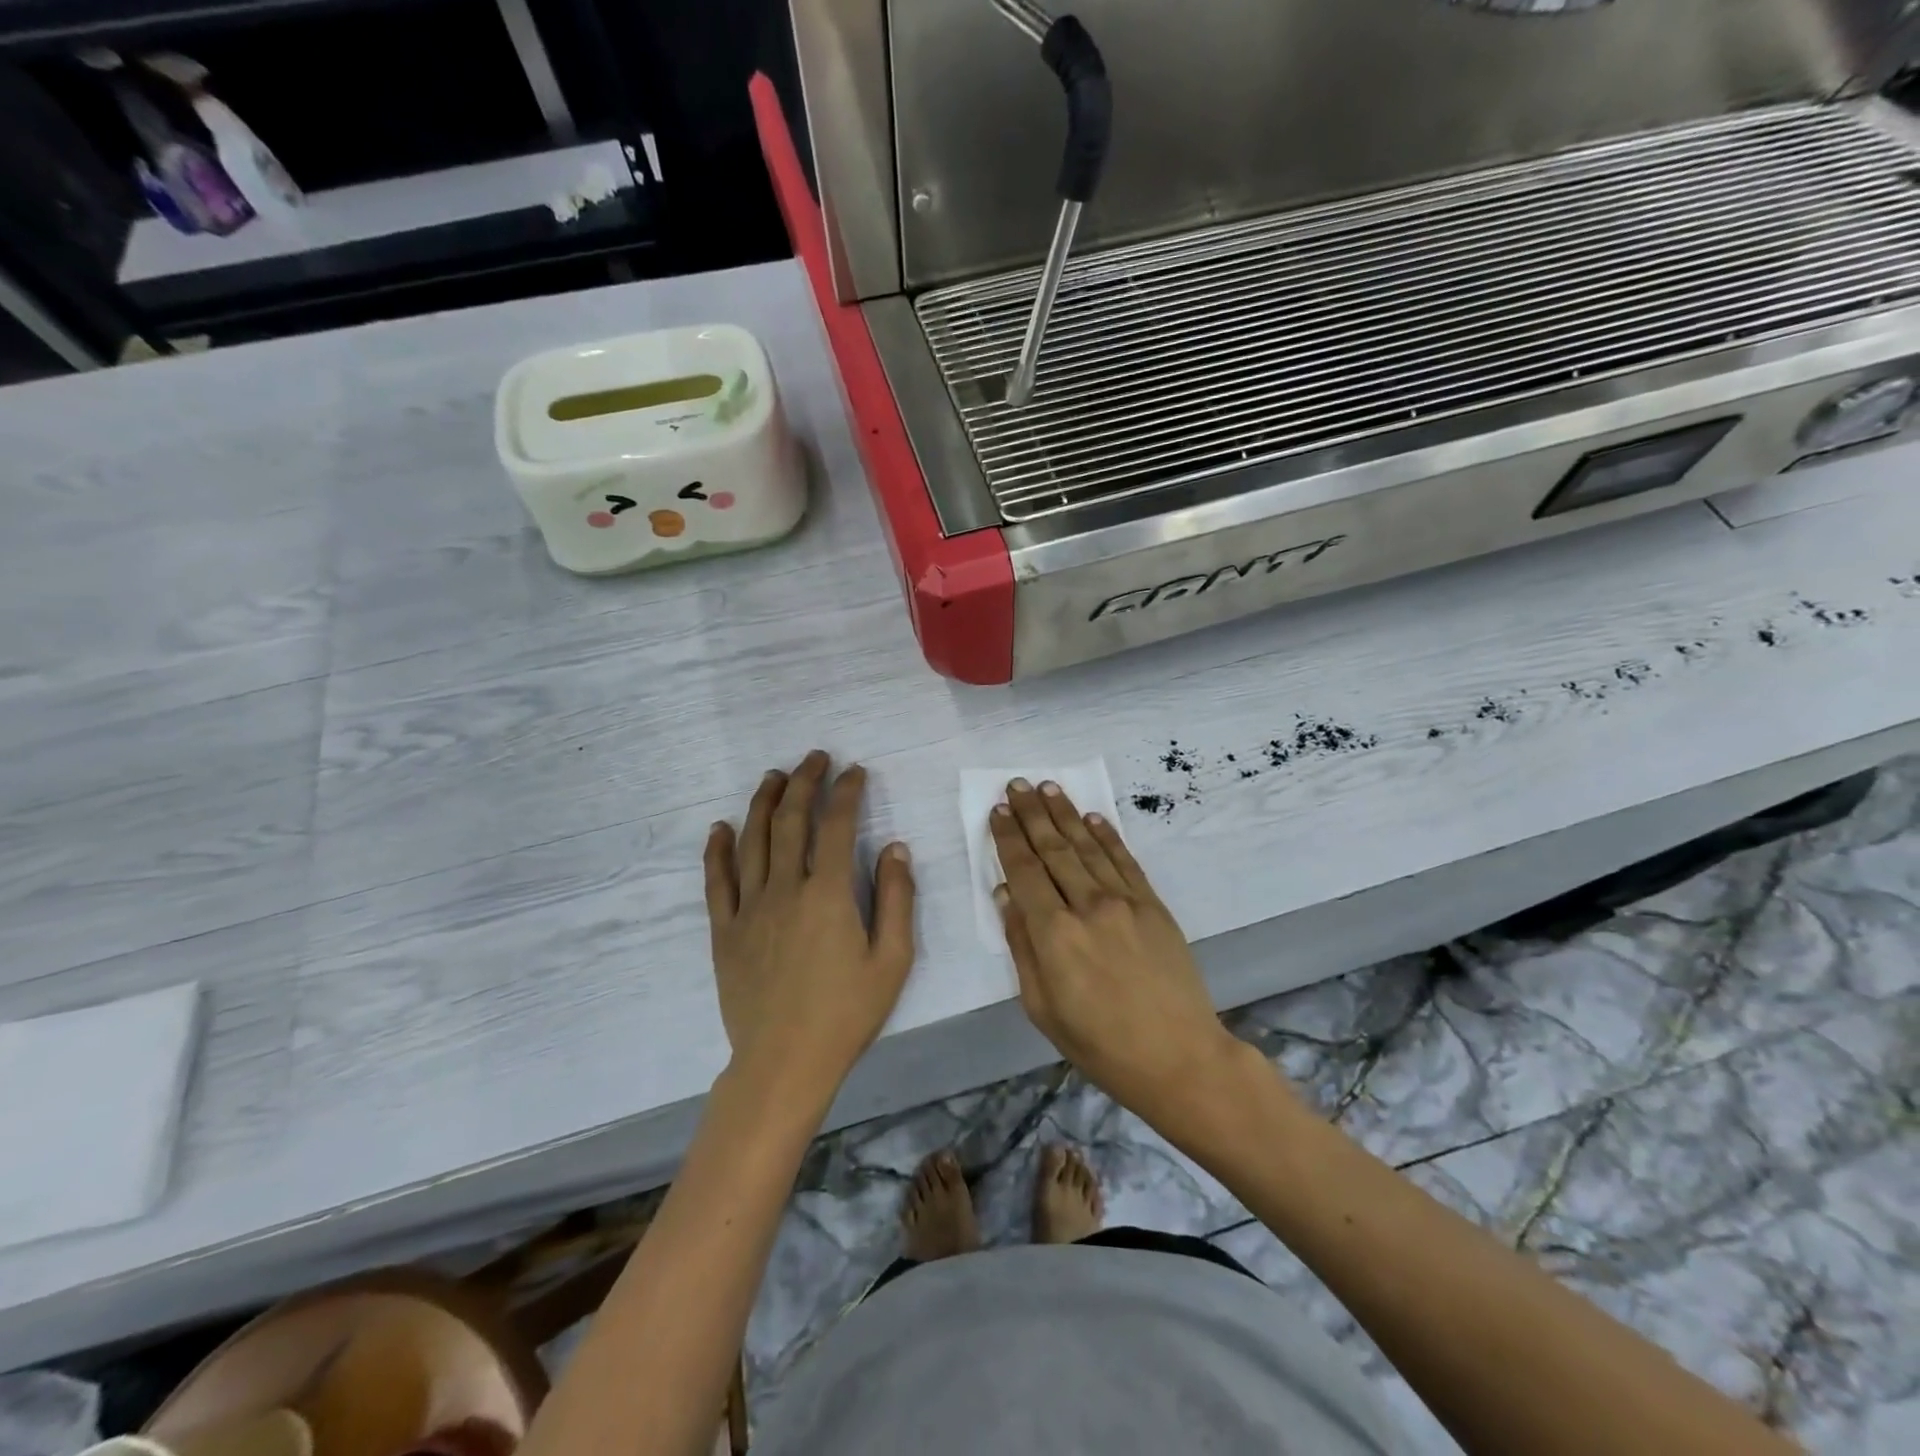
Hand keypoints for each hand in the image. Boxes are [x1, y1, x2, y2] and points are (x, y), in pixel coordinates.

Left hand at [704, 750, 916, 1103]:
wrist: (784, 1063)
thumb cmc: (846, 1014)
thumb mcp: (892, 960)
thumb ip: (896, 899)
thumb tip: (894, 847)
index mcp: (828, 894)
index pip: (836, 826)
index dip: (846, 792)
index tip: (855, 772)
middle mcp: (785, 889)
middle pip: (791, 821)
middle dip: (804, 782)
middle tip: (815, 758)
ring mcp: (749, 908)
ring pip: (752, 840)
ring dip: (764, 803)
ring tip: (774, 776)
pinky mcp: (724, 930)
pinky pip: (717, 881)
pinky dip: (717, 850)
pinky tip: (720, 827)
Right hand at [991, 779, 1245, 1130]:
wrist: (1178, 1057)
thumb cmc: (1099, 1043)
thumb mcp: (1042, 1007)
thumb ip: (1021, 946)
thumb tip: (1005, 895)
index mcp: (1054, 934)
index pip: (1024, 872)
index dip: (1008, 839)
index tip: (997, 811)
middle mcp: (1087, 906)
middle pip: (1053, 849)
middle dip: (1032, 814)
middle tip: (1018, 783)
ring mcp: (1125, 902)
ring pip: (1087, 846)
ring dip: (1065, 814)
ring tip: (1048, 787)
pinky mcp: (1153, 905)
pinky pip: (1125, 860)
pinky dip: (1106, 835)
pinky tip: (1092, 816)